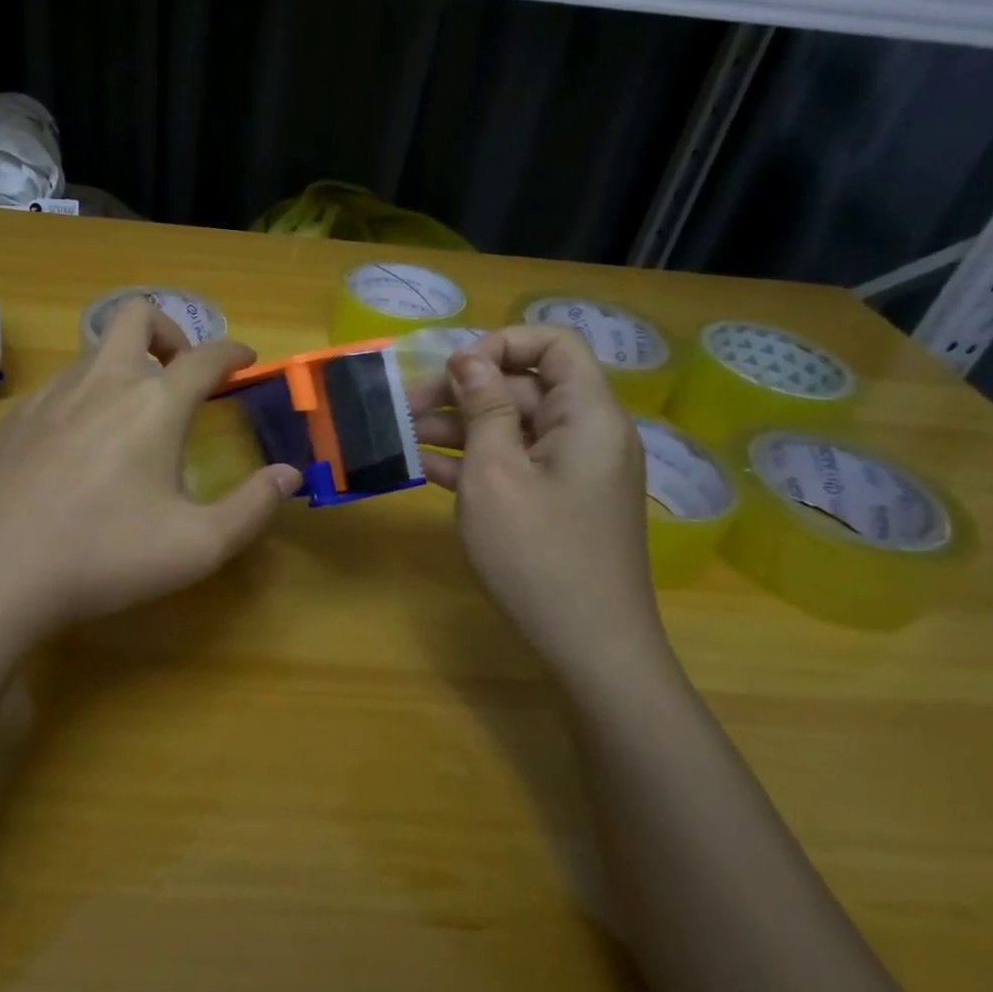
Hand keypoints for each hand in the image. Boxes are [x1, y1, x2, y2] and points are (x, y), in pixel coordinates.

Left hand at [0, 301, 300, 644]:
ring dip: (125, 362)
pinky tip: (81, 442)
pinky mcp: (15, 419)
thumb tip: (290, 475)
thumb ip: (252, 507)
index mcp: (154, 404)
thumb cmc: (104, 557)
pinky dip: (85, 392)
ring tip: (134, 412)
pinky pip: (60, 383)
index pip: (205, 356)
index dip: (233, 352)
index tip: (247, 359)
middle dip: (169, 329)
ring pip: (95, 349)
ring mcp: (51, 395)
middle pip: (137, 315)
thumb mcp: (197, 546)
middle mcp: (103, 382)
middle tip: (181, 370)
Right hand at [412, 326, 666, 677]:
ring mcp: (571, 471)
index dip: (502, 344)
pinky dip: (473, 461)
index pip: (555, 344)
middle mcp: (586, 434)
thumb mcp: (496, 472)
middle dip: (463, 391)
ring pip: (512, 427)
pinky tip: (423, 467)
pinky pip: (514, 463)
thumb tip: (468, 357)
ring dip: (458, 427)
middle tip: (404, 407)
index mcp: (587, 415)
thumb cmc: (538, 553)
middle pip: (524, 387)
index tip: (455, 370)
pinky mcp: (556, 502)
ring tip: (402, 435)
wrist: (590, 648)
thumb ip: (483, 408)